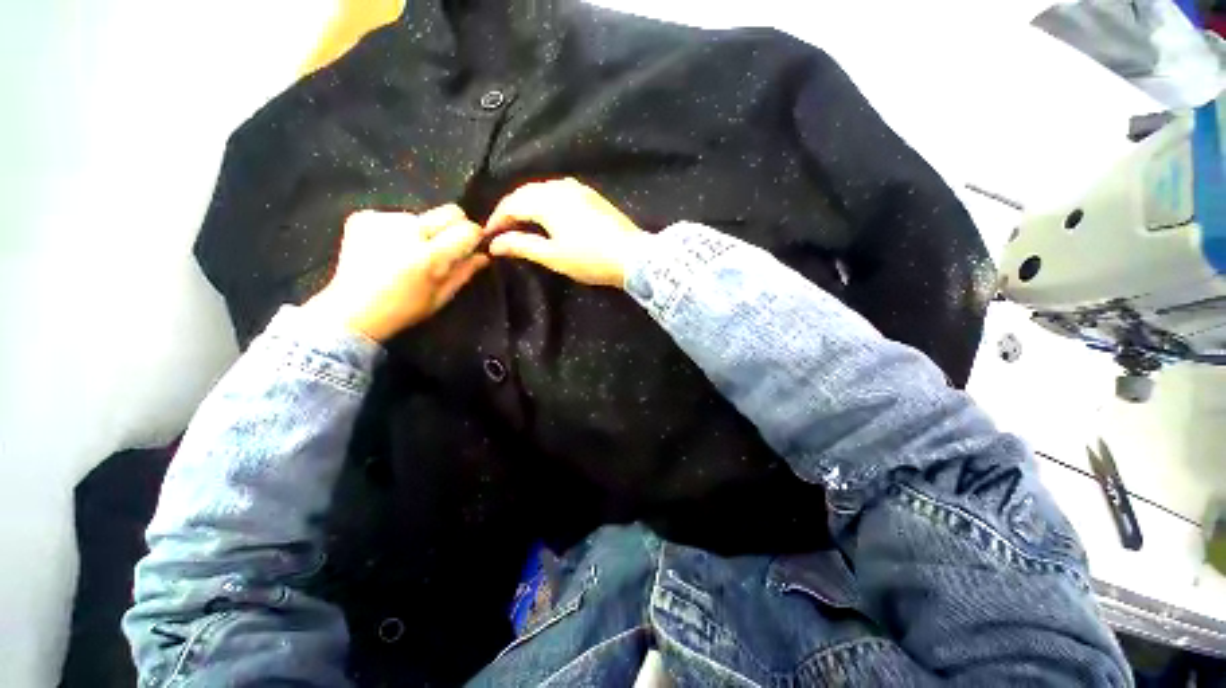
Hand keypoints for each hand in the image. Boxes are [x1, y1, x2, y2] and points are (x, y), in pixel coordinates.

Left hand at [305, 205, 488, 341]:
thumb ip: (465, 272)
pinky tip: (388, 249)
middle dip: (454, 227)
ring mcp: (383, 220)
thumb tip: (483, 255)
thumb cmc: (403, 309)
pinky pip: (396, 217)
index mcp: (429, 256)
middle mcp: (408, 231)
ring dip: (423, 230)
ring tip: (409, 253)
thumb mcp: (442, 297)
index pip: (467, 229)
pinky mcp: (363, 217)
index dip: (473, 237)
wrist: (351, 310)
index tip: (470, 247)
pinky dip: (398, 231)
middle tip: (444, 247)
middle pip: (449, 211)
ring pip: (422, 216)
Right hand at [484, 178, 646, 287]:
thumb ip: (522, 246)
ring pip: (542, 189)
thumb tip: (494, 243)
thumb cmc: (590, 259)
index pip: (511, 204)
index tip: (487, 236)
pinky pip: (558, 191)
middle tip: (501, 229)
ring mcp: (578, 189)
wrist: (632, 256)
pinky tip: (547, 213)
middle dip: (510, 209)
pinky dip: (545, 200)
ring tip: (521, 222)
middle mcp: (559, 187)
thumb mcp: (553, 256)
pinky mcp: (591, 195)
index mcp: (546, 201)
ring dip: (527, 203)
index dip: (497, 219)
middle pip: (525, 193)